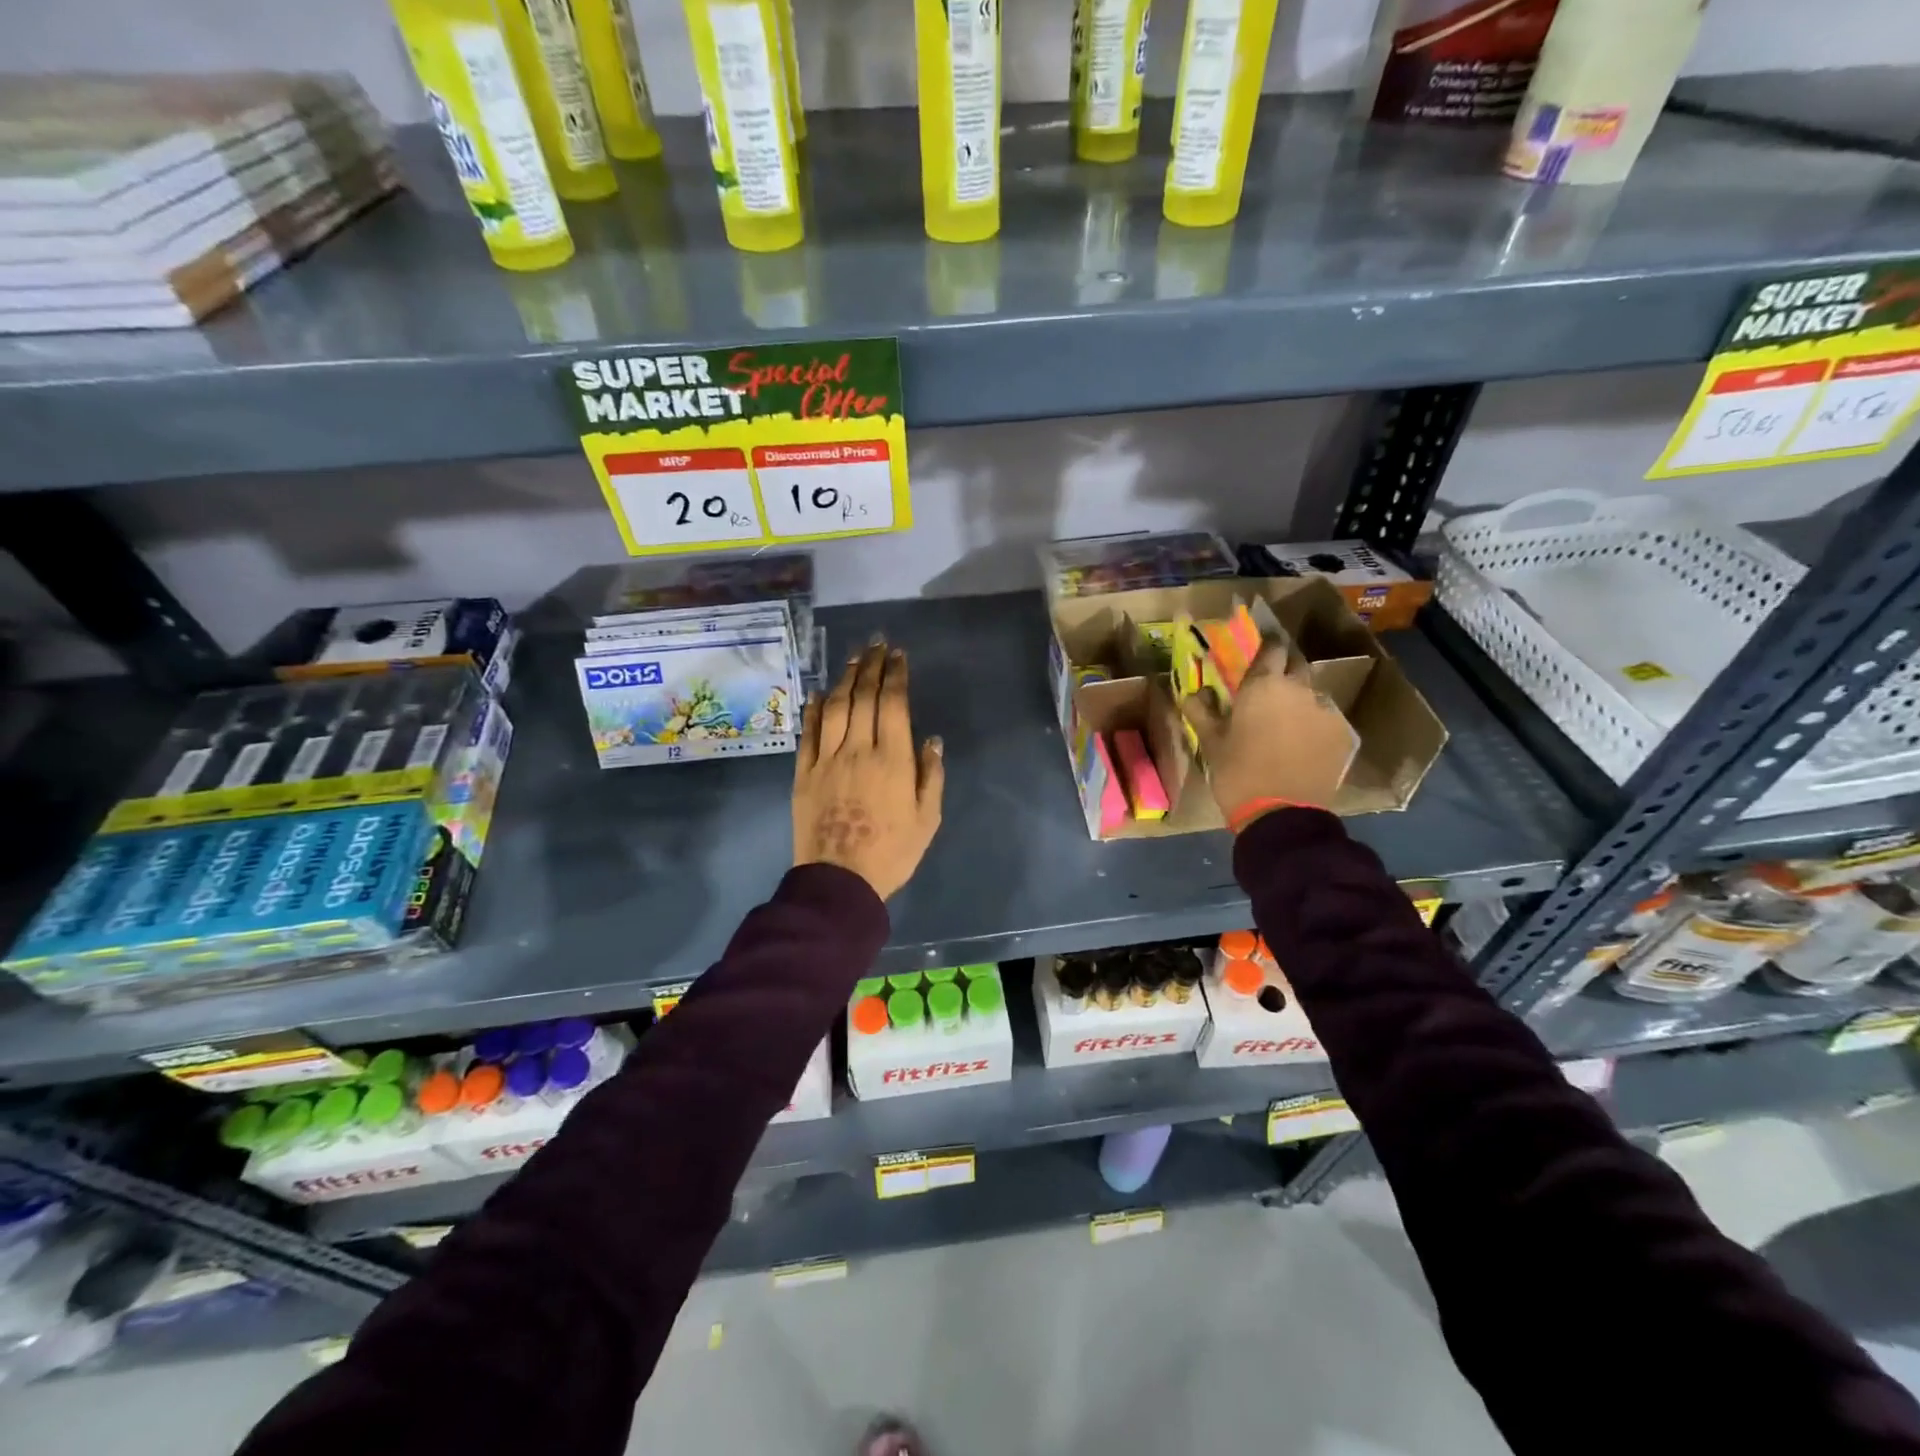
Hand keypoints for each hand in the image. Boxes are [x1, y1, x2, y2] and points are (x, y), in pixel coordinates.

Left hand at [793, 638, 944, 899]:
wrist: (840, 881)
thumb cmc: (892, 852)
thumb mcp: (927, 819)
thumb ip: (931, 776)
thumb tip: (931, 739)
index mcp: (893, 760)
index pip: (894, 704)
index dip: (896, 675)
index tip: (898, 655)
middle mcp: (858, 750)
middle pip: (863, 698)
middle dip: (872, 667)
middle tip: (876, 644)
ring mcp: (827, 759)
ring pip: (835, 708)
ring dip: (845, 679)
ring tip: (854, 658)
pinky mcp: (804, 773)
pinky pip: (808, 734)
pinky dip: (813, 710)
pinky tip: (817, 693)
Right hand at [1181, 646, 1354, 829]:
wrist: (1283, 815)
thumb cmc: (1238, 774)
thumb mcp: (1211, 743)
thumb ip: (1201, 712)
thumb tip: (1192, 693)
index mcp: (1263, 685)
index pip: (1271, 649)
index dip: (1265, 651)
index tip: (1257, 659)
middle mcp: (1299, 689)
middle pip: (1296, 666)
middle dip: (1284, 673)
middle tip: (1269, 693)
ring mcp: (1326, 711)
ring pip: (1313, 695)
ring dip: (1301, 702)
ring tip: (1287, 725)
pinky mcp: (1344, 735)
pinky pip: (1327, 720)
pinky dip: (1316, 726)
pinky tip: (1305, 746)